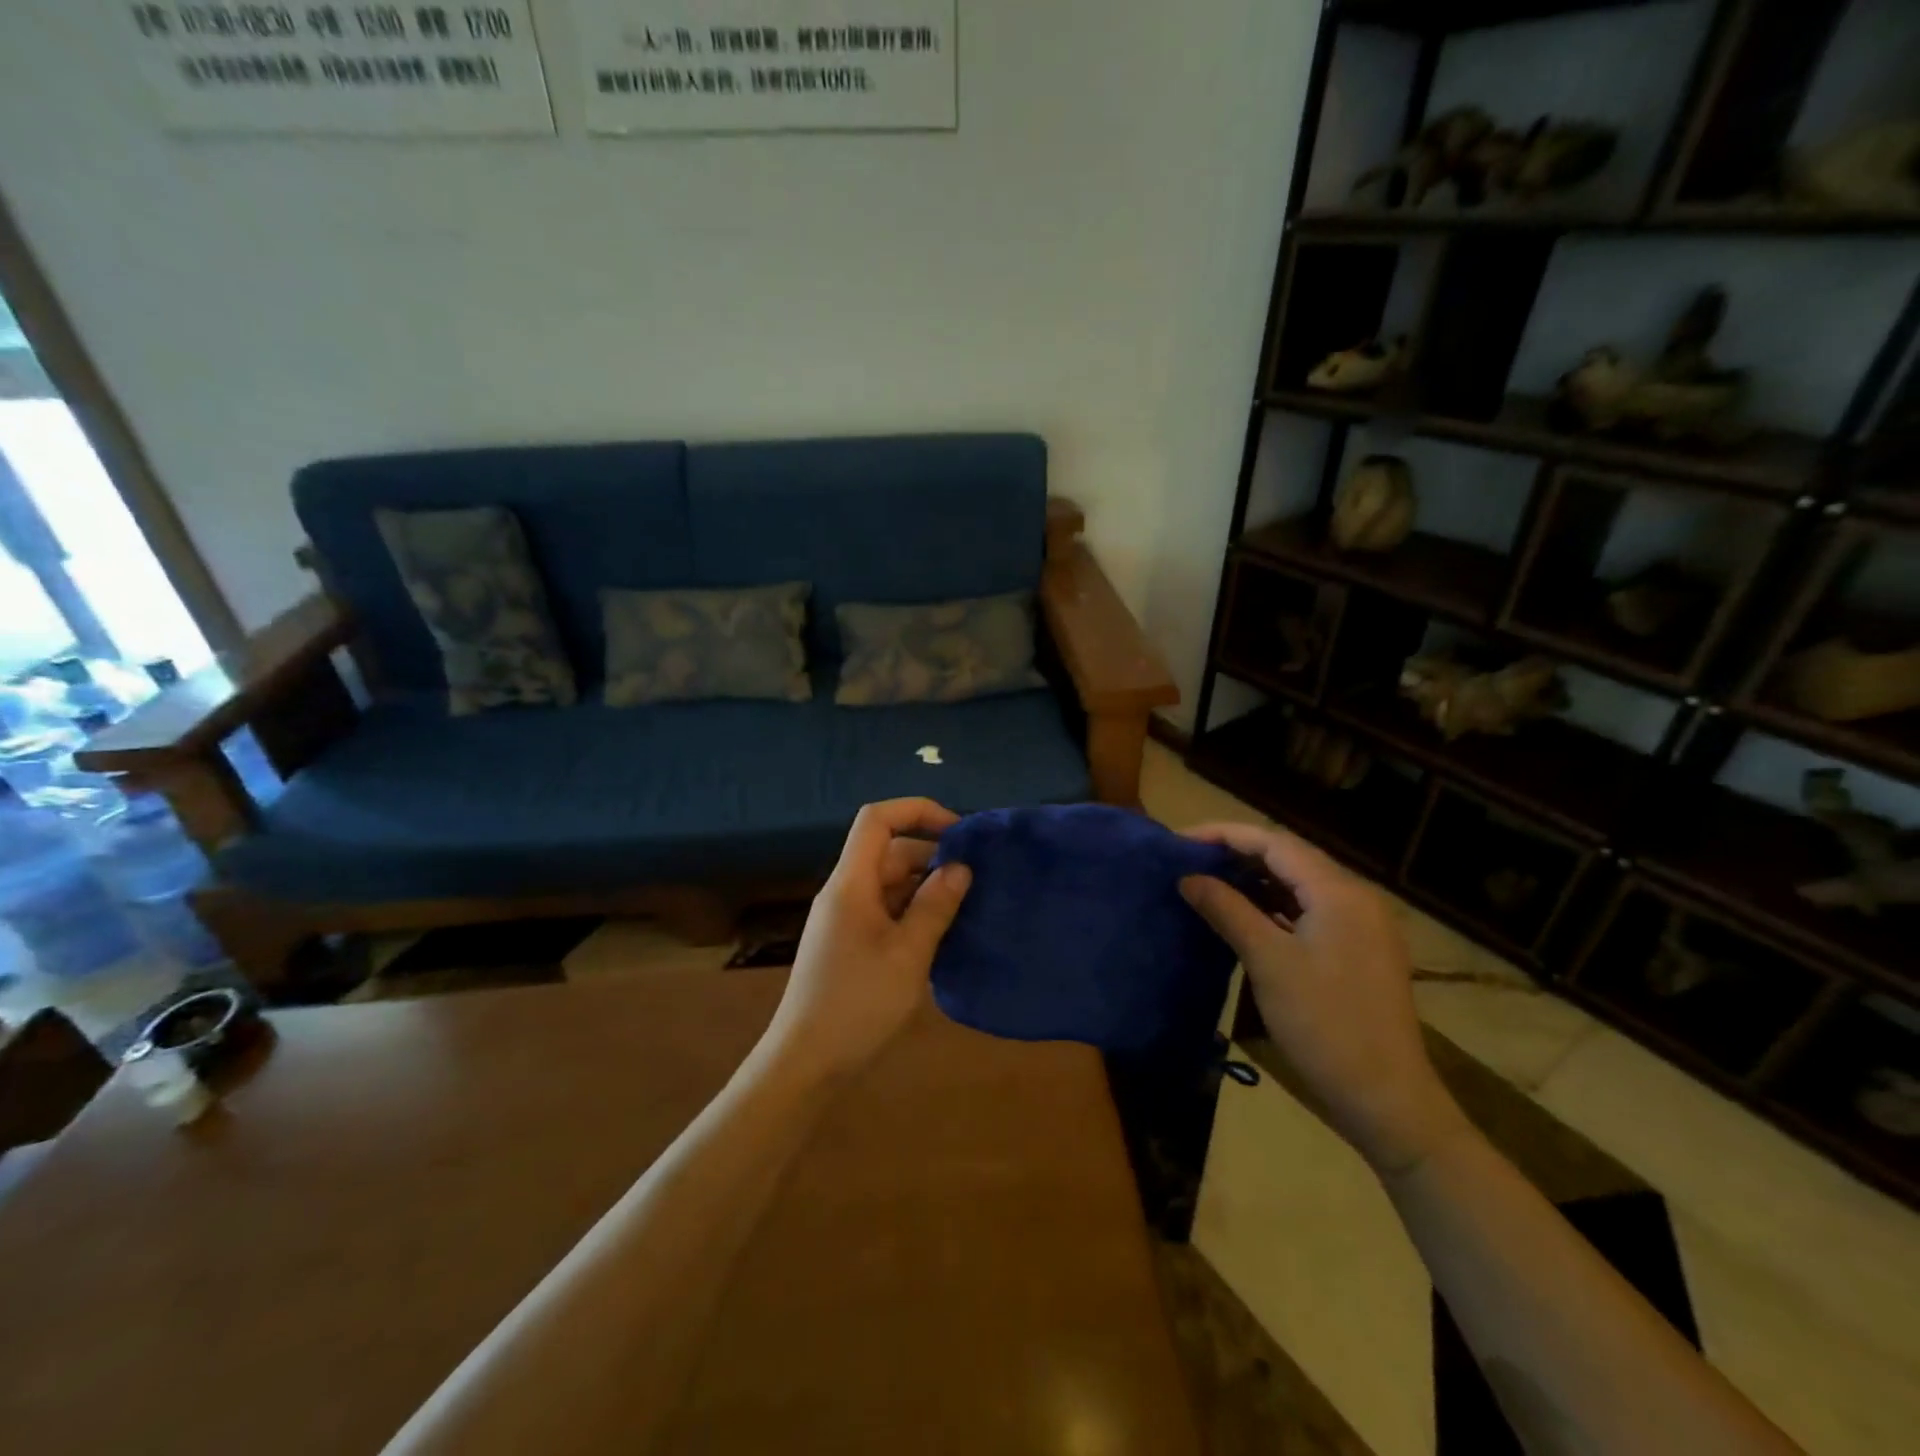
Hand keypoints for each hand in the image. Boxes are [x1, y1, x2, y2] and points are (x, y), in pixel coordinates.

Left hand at [757, 799, 972, 1082]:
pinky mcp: (850, 943)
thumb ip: (935, 906)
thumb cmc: (858, 1005)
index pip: (877, 819)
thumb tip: (960, 867)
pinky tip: (943, 932)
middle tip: (977, 877)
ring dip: (926, 887)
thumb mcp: (908, 955)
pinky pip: (886, 910)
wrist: (806, 1065)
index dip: (917, 811)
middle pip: (889, 851)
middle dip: (932, 855)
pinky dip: (914, 911)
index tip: (959, 832)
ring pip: (890, 883)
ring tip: (969, 904)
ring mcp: (845, 919)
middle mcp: (845, 892)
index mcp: (851, 883)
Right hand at [1179, 822, 1468, 1176]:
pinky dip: (1274, 906)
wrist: (1386, 1100)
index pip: (1274, 842)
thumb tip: (1188, 878)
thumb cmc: (1324, 1025)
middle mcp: (1355, 898)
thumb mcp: (1268, 962)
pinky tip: (1244, 915)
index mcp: (1339, 892)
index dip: (1224, 834)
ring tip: (1208, 882)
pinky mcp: (1358, 951)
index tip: (1180, 841)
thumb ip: (1227, 910)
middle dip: (1237, 853)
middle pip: (1289, 858)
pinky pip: (1309, 911)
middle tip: (1190, 860)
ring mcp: (1361, 926)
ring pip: (1299, 885)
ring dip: (1255, 880)